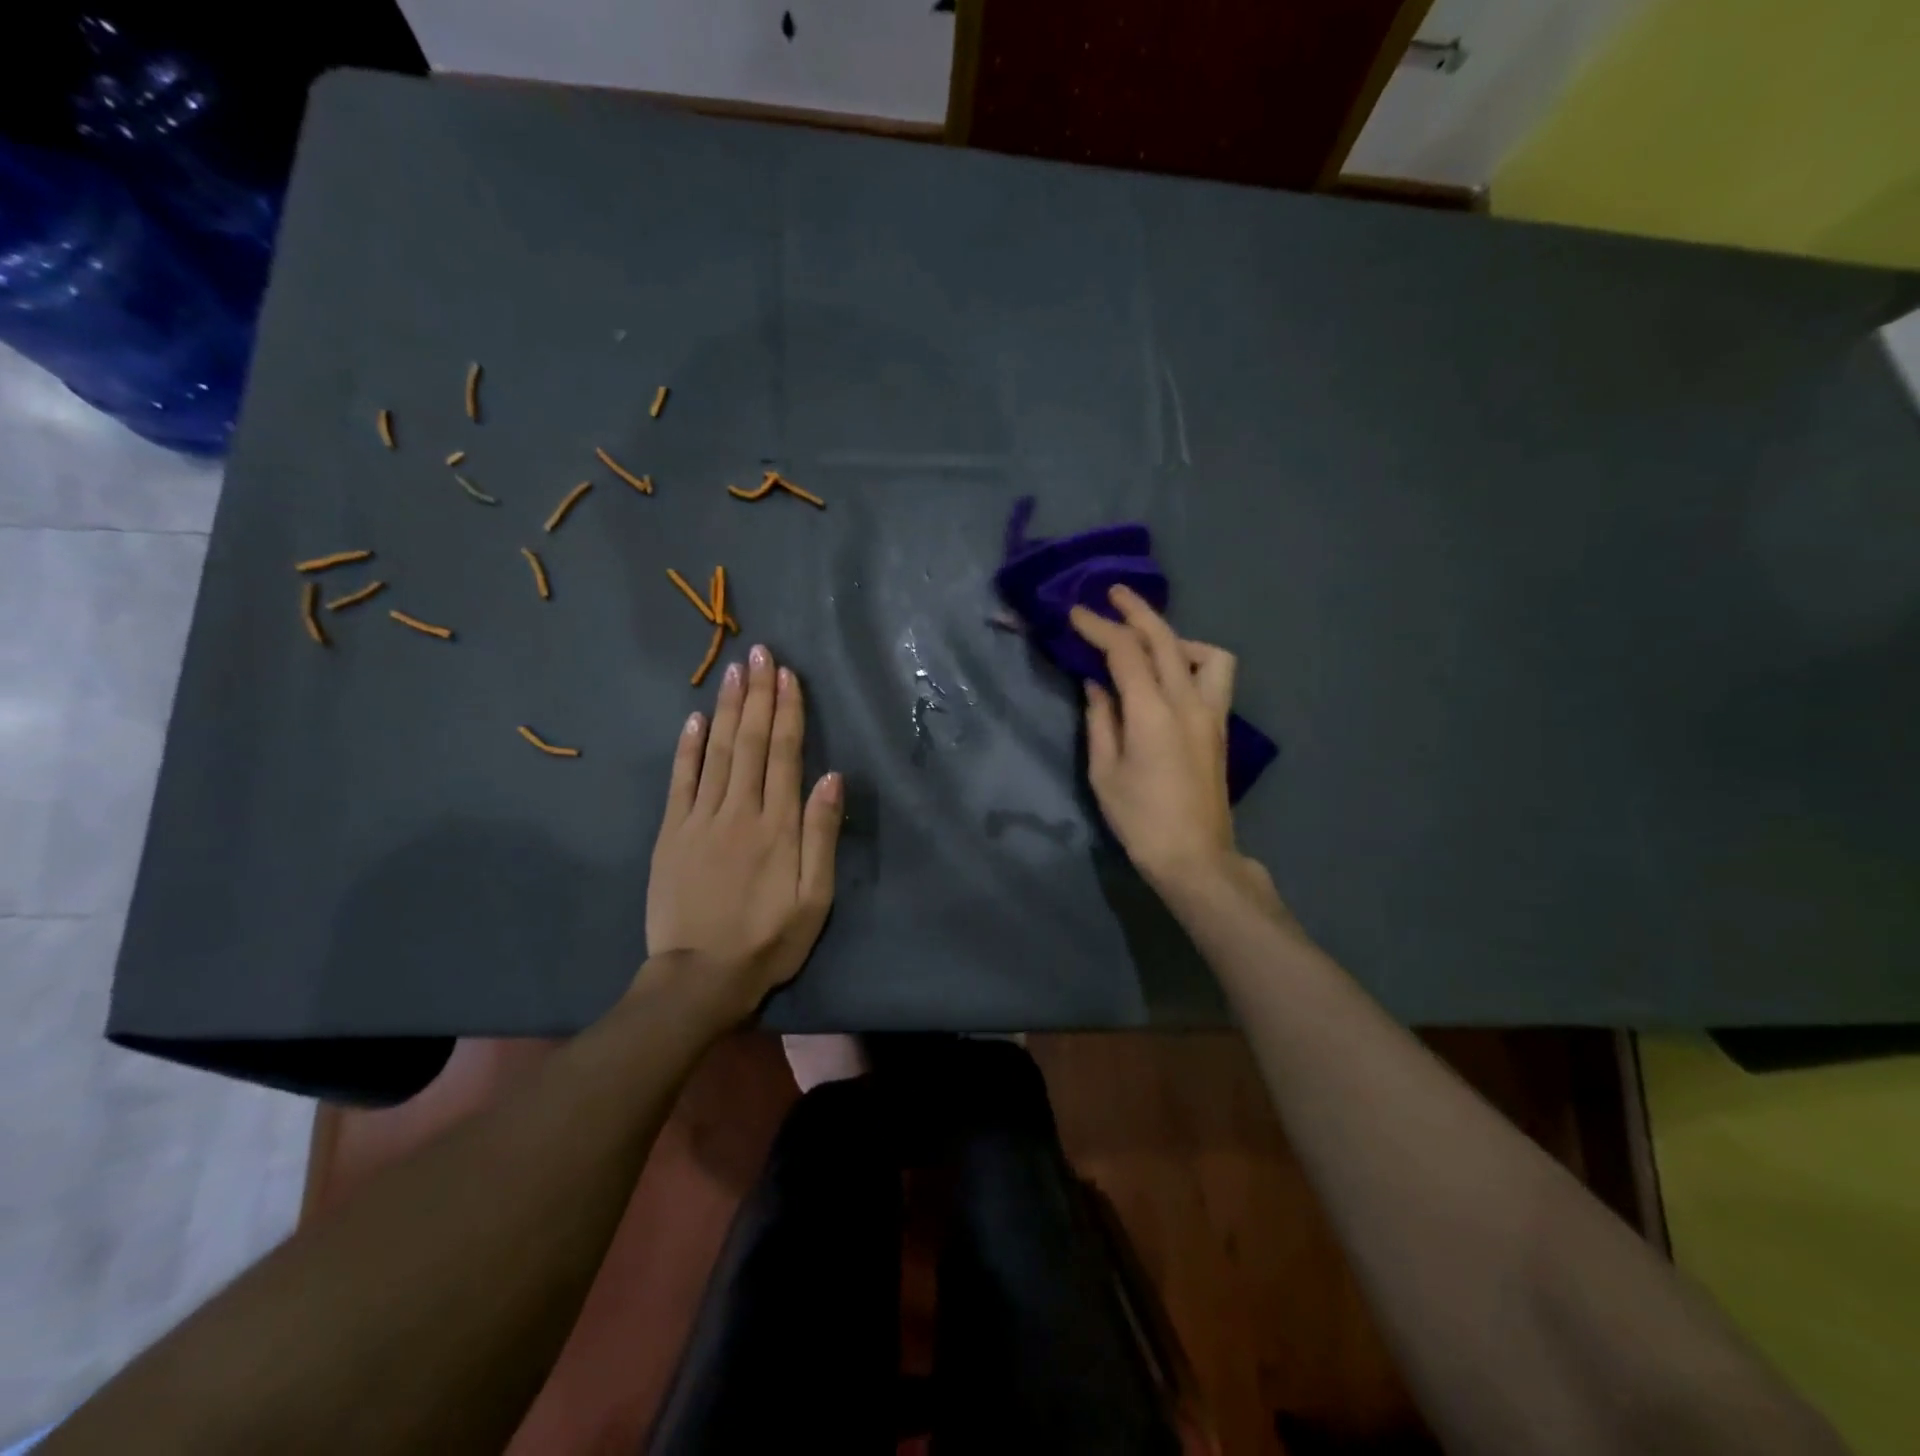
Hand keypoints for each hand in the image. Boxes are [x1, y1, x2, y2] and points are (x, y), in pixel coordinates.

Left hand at [646, 644, 842, 1017]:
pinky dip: (687, 747)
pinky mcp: (670, 834)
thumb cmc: (769, 939)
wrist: (700, 977)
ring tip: (734, 670)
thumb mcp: (815, 898)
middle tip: (760, 653)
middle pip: (750, 742)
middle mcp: (739, 810)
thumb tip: (832, 777)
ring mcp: (699, 819)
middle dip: (758, 694)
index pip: (783, 754)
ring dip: (727, 708)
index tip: (788, 674)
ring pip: (716, 752)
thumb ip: (822, 835)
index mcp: (778, 825)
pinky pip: (680, 781)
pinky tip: (694, 718)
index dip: (787, 711)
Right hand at [1070, 586, 1259, 901]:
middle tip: (1112, 594)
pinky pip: (1213, 676)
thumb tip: (1096, 685)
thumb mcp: (1104, 772)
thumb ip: (1100, 720)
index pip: (1125, 652)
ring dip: (1174, 637)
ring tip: (1149, 644)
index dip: (1099, 627)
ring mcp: (1211, 713)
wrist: (1194, 856)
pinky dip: (1192, 661)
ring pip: (1204, 653)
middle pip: (1165, 639)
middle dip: (1137, 611)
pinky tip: (1170, 677)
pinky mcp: (1220, 727)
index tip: (1076, 613)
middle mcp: (1188, 702)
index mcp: (1152, 712)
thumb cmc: (1140, 819)